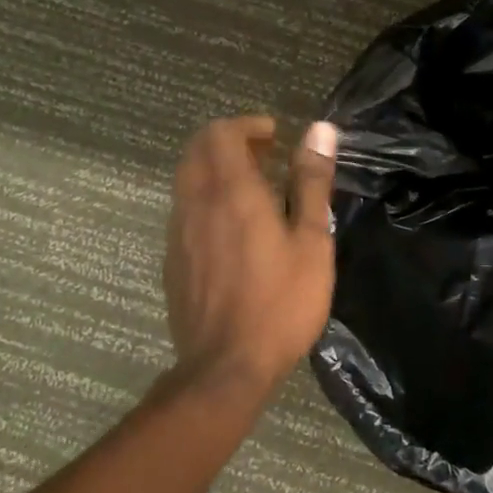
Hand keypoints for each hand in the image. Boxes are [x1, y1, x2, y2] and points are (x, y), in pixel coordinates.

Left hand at [163, 115, 339, 394]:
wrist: (225, 367)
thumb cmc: (280, 302)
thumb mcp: (311, 241)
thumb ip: (312, 182)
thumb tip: (320, 130)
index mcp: (231, 192)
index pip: (220, 132)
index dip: (247, 125)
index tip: (275, 137)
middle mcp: (197, 203)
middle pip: (197, 149)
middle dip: (229, 140)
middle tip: (265, 156)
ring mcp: (178, 232)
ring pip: (187, 178)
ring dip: (215, 169)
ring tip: (253, 190)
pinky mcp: (173, 259)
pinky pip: (184, 209)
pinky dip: (205, 198)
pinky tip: (232, 229)